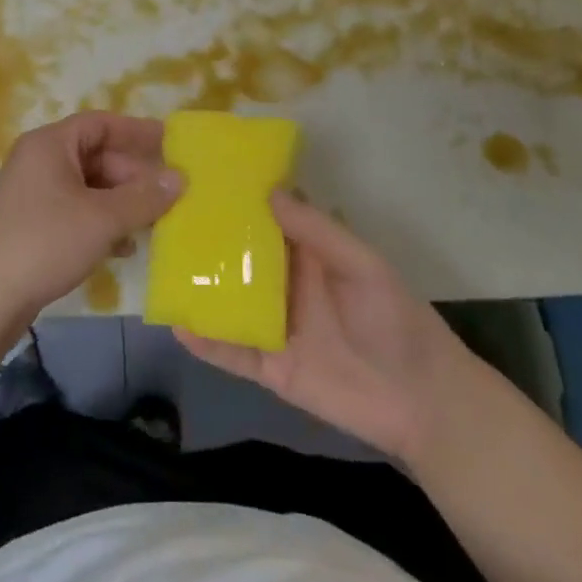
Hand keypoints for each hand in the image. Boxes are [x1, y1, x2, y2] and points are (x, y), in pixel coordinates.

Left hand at [0, 113, 181, 341]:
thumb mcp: (102, 219)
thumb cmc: (44, 243)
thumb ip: (144, 197)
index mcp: (49, 144)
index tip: (171, 144)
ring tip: (154, 223)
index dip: (137, 132)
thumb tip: (180, 178)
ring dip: (120, 202)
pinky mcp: (29, 225)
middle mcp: (37, 161)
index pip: (100, 124)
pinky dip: (100, 223)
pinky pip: (74, 211)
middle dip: (133, 175)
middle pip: (95, 156)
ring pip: (87, 187)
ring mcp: (31, 194)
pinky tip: (122, 247)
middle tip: (169, 195)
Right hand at [176, 193, 471, 463]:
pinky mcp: (270, 367)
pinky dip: (205, 341)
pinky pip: (231, 352)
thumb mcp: (361, 264)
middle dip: (206, 242)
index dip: (238, 202)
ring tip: (159, 268)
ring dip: (198, 288)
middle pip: (238, 260)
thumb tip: (268, 192)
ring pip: (227, 302)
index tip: (202, 180)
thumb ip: (317, 231)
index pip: (266, 222)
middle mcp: (285, 286)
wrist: (422, 401)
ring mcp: (274, 327)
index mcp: (308, 255)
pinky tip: (177, 326)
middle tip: (164, 218)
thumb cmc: (395, 320)